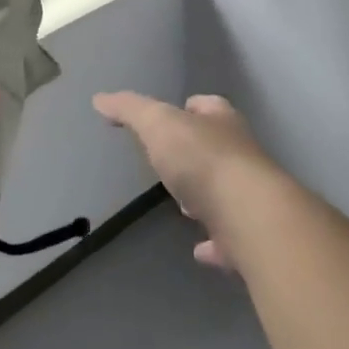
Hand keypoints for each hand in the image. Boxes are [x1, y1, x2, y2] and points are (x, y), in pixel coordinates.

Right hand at [92, 91, 279, 270]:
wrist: (249, 216)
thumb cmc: (202, 159)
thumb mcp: (158, 124)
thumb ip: (130, 110)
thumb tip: (100, 98)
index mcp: (221, 122)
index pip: (207, 105)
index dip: (190, 108)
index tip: (173, 115)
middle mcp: (241, 154)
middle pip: (217, 148)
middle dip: (196, 155)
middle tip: (171, 165)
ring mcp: (248, 196)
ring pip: (224, 191)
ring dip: (206, 196)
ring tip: (183, 206)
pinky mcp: (249, 234)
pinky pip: (228, 237)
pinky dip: (215, 243)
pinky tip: (200, 250)